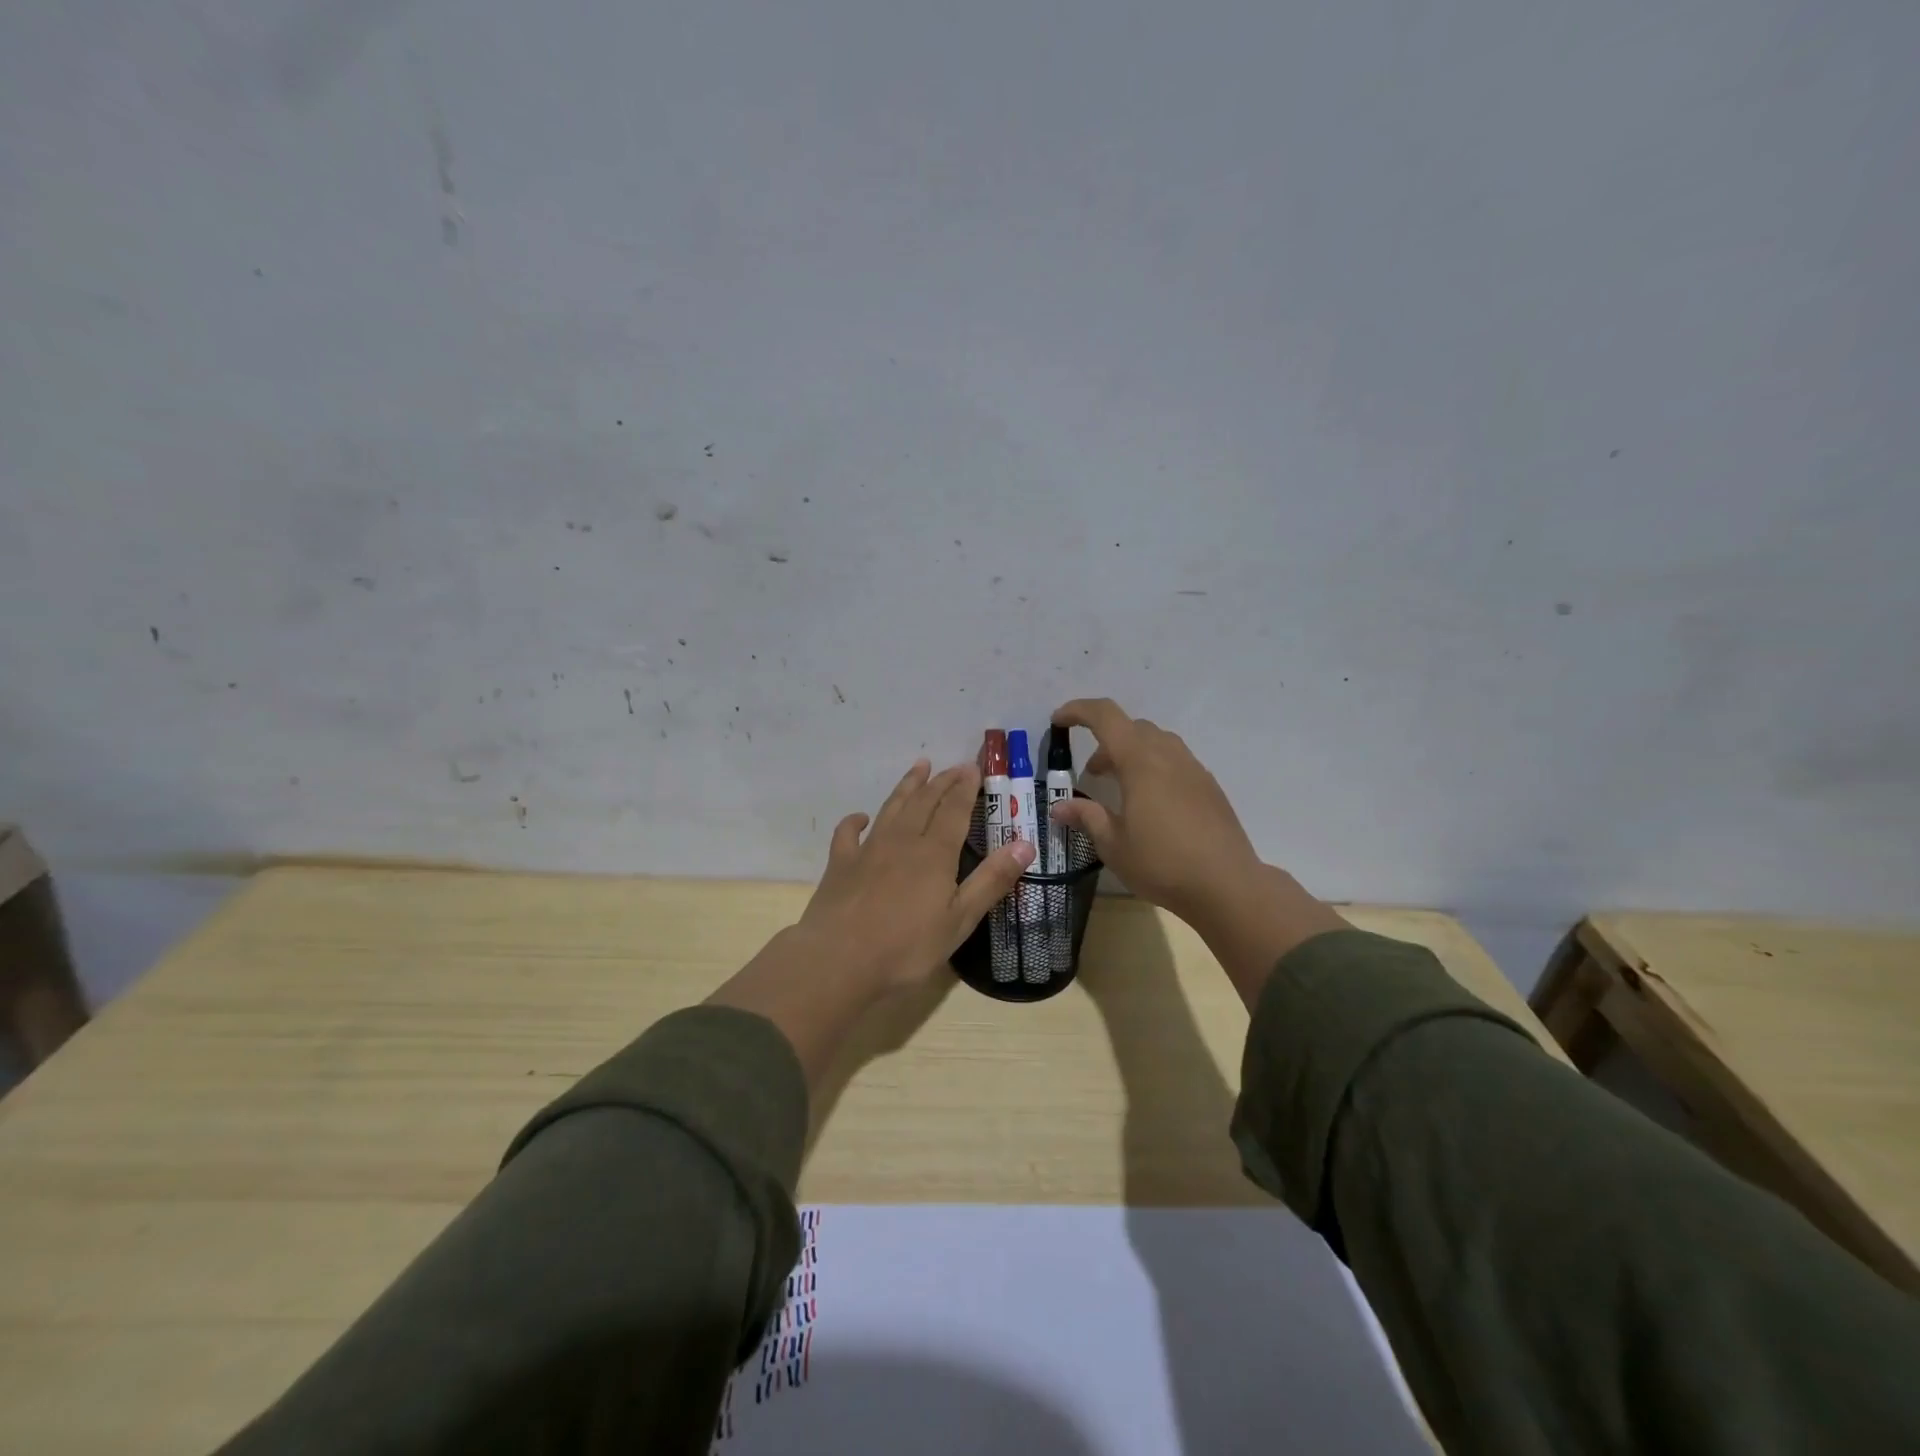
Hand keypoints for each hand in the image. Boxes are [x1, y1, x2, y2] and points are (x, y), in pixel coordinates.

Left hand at [709, 759, 1034, 1091]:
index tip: (974, 767)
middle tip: (954, 766)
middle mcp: (902, 841)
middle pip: (924, 801)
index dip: (966, 787)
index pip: (954, 810)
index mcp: (934, 853)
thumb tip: (1025, 844)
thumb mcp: (959, 920)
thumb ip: (991, 881)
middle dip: (941, 781)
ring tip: (919, 767)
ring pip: (891, 808)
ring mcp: (868, 850)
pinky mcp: (840, 864)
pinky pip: (848, 833)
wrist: (838, 960)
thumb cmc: (906, 947)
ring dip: (907, 786)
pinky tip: (860, 818)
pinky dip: (855, 821)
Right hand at [1048, 699, 1346, 1007]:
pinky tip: (1151, 804)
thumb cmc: (1162, 863)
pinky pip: (1175, 761)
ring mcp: (1194, 769)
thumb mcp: (1113, 844)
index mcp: (1140, 761)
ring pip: (1157, 742)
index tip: (1058, 721)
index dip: (1078, 711)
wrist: (1227, 885)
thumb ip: (1086, 817)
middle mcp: (1168, 755)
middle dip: (1105, 740)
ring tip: (1121, 787)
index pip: (1105, 716)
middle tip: (1092, 773)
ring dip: (1132, 753)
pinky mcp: (1209, 787)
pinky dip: (1154, 767)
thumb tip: (1059, 807)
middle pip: (1132, 727)